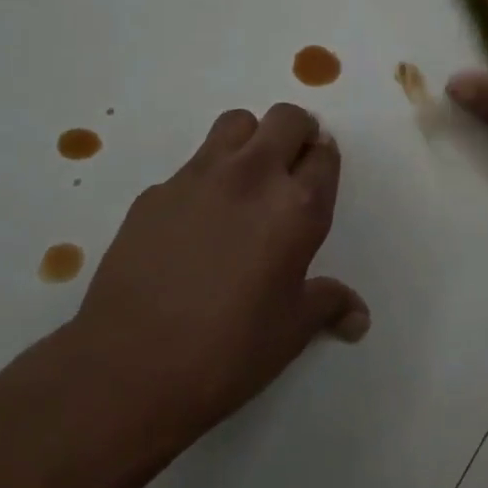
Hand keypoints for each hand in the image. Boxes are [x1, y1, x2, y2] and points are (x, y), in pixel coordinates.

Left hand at [69, 105, 368, 434]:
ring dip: (251, 139)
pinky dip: (205, 179)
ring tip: (245, 180)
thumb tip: (359, 317)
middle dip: (297, 133)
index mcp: (297, 207)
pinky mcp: (155, 192)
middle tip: (290, 167)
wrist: (129, 369)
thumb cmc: (228, 351)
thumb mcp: (291, 331)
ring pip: (236, 123)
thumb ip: (328, 305)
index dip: (324, 161)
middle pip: (286, 118)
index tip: (317, 177)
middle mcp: (252, 177)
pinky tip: (194, 224)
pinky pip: (191, 165)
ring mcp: (198, 177)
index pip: (324, 154)